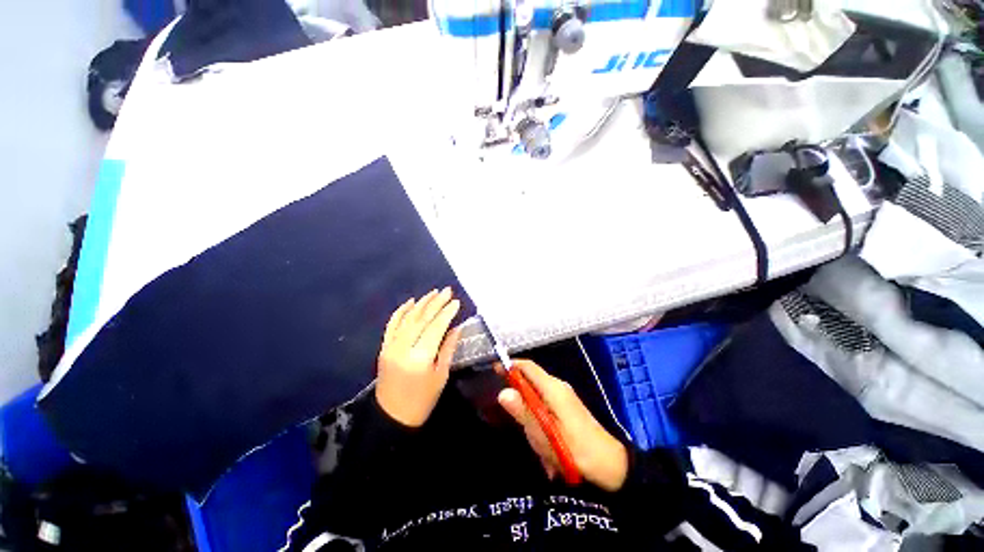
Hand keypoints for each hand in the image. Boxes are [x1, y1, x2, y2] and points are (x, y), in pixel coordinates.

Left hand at [376, 288, 461, 427]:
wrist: (392, 417)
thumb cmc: (423, 400)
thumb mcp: (441, 375)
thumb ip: (448, 348)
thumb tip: (456, 327)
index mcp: (420, 357)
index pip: (436, 327)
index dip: (447, 312)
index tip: (456, 301)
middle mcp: (403, 347)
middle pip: (422, 319)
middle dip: (436, 303)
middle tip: (448, 290)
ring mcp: (391, 346)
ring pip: (407, 318)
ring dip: (421, 303)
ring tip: (434, 292)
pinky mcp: (384, 347)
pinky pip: (392, 325)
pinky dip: (401, 311)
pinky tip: (410, 302)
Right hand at [497, 360, 628, 491]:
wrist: (611, 465)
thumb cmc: (576, 449)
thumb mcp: (545, 434)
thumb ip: (523, 412)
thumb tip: (503, 392)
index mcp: (553, 388)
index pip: (528, 367)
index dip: (511, 365)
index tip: (494, 369)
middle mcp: (558, 387)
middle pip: (531, 380)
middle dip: (519, 397)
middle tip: (512, 419)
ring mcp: (563, 397)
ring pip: (537, 397)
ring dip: (530, 416)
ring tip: (535, 444)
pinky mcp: (567, 408)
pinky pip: (545, 407)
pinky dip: (539, 422)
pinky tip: (544, 447)